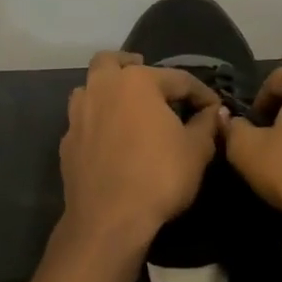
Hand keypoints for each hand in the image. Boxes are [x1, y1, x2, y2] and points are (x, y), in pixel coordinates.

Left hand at [59, 51, 224, 252]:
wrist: (108, 220)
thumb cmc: (159, 177)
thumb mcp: (197, 151)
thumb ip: (206, 124)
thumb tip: (214, 111)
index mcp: (137, 82)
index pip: (178, 79)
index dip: (201, 93)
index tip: (214, 108)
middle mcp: (103, 88)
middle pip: (112, 61)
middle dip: (131, 64)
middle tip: (148, 77)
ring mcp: (79, 114)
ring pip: (90, 87)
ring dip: (107, 90)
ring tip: (126, 106)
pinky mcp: (67, 141)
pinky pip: (83, 119)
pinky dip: (97, 121)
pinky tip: (110, 138)